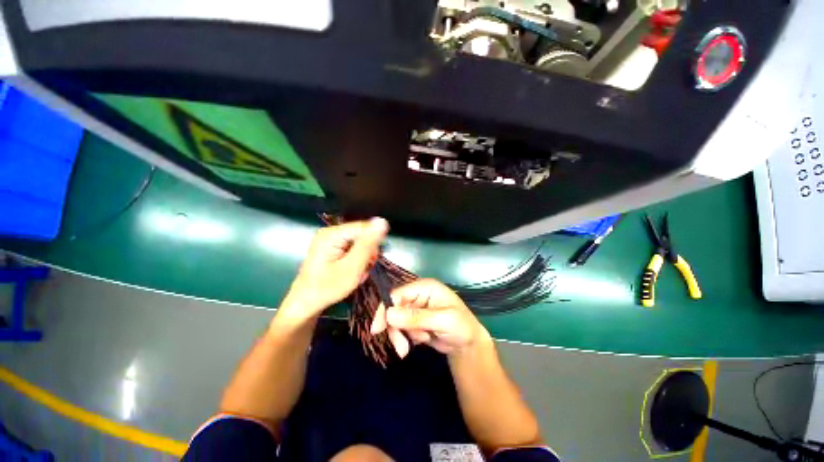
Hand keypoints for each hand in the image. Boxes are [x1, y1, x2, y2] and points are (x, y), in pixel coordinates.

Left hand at [279, 218, 388, 323]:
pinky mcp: (332, 247)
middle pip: (362, 235)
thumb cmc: (328, 288)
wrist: (306, 304)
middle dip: (367, 253)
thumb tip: (382, 221)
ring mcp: (330, 240)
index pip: (365, 228)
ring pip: (359, 243)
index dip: (373, 243)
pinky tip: (352, 271)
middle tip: (362, 270)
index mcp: (333, 233)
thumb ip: (368, 244)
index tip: (371, 261)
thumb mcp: (352, 267)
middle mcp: (331, 232)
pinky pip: (353, 248)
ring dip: (363, 259)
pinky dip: (356, 260)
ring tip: (357, 273)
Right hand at [370, 279, 489, 358]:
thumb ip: (417, 317)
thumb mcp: (442, 320)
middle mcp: (418, 295)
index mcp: (425, 287)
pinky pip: (401, 329)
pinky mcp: (414, 321)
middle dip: (396, 328)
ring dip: (403, 334)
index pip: (398, 294)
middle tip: (402, 348)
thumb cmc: (461, 326)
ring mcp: (415, 308)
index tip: (378, 329)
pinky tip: (422, 341)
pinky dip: (407, 338)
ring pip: (396, 320)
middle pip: (394, 308)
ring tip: (421, 341)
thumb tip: (389, 315)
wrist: (468, 345)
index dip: (386, 309)